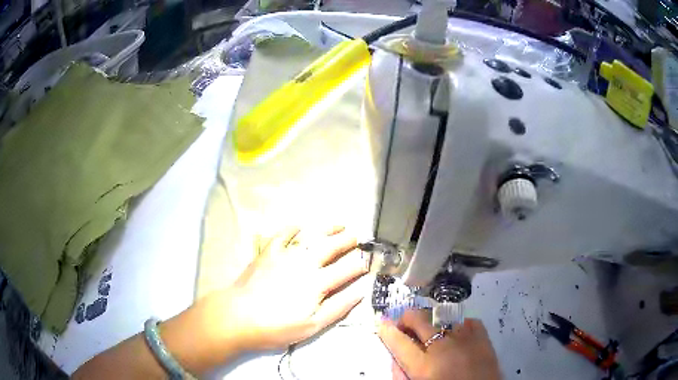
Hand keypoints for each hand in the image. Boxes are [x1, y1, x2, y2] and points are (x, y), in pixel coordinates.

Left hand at [214, 226, 368, 350]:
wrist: (239, 316)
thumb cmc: (277, 327)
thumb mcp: (312, 325)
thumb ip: (338, 308)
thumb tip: (360, 292)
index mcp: (318, 283)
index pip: (346, 270)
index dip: (360, 265)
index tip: (368, 261)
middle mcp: (304, 263)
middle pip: (331, 247)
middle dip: (347, 241)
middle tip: (357, 237)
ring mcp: (285, 255)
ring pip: (310, 236)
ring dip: (327, 229)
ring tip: (338, 225)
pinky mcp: (267, 253)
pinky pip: (282, 235)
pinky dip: (292, 228)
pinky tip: (299, 225)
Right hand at [378, 310, 500, 379]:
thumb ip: (402, 374)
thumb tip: (396, 357)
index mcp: (424, 367)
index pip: (399, 342)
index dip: (387, 330)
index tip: (381, 323)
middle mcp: (444, 348)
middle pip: (420, 320)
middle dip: (407, 318)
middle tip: (404, 325)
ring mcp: (466, 339)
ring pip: (442, 316)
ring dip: (431, 322)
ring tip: (431, 332)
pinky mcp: (483, 337)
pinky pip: (466, 321)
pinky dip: (457, 325)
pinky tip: (455, 335)